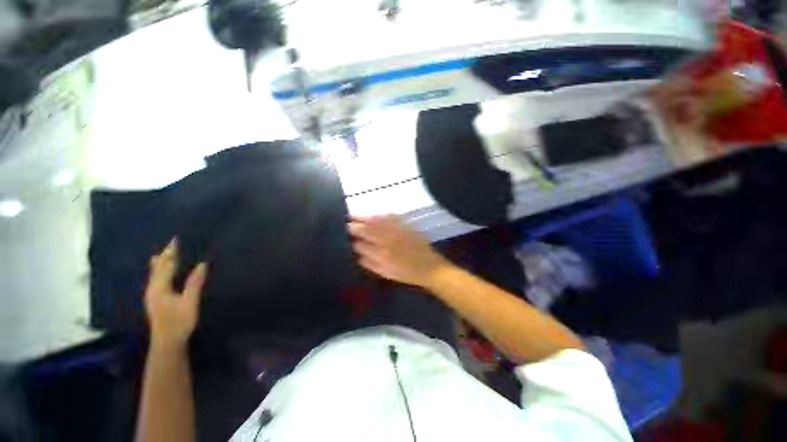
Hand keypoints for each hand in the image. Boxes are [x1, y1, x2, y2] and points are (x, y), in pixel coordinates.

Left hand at [144, 238, 207, 350]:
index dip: (171, 253)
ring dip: (160, 263)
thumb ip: (194, 283)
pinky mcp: (154, 300)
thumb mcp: (190, 302)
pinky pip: (155, 280)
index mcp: (160, 288)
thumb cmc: (179, 322)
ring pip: (154, 274)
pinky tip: (158, 273)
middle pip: (157, 268)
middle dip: (164, 256)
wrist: (167, 342)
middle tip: (171, 244)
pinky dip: (158, 272)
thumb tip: (202, 264)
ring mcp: (152, 295)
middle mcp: (153, 289)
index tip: (176, 240)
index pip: (166, 265)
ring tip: (161, 254)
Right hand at [348, 215, 449, 286]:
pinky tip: (373, 215)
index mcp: (381, 254)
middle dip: (353, 225)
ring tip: (353, 215)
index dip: (350, 238)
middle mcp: (387, 240)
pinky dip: (378, 215)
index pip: (360, 244)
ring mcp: (396, 230)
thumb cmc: (406, 273)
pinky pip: (389, 217)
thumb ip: (369, 262)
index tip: (343, 235)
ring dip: (363, 217)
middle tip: (344, 221)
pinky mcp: (404, 225)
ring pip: (375, 221)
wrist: (429, 267)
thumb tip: (356, 251)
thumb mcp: (385, 273)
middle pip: (366, 229)